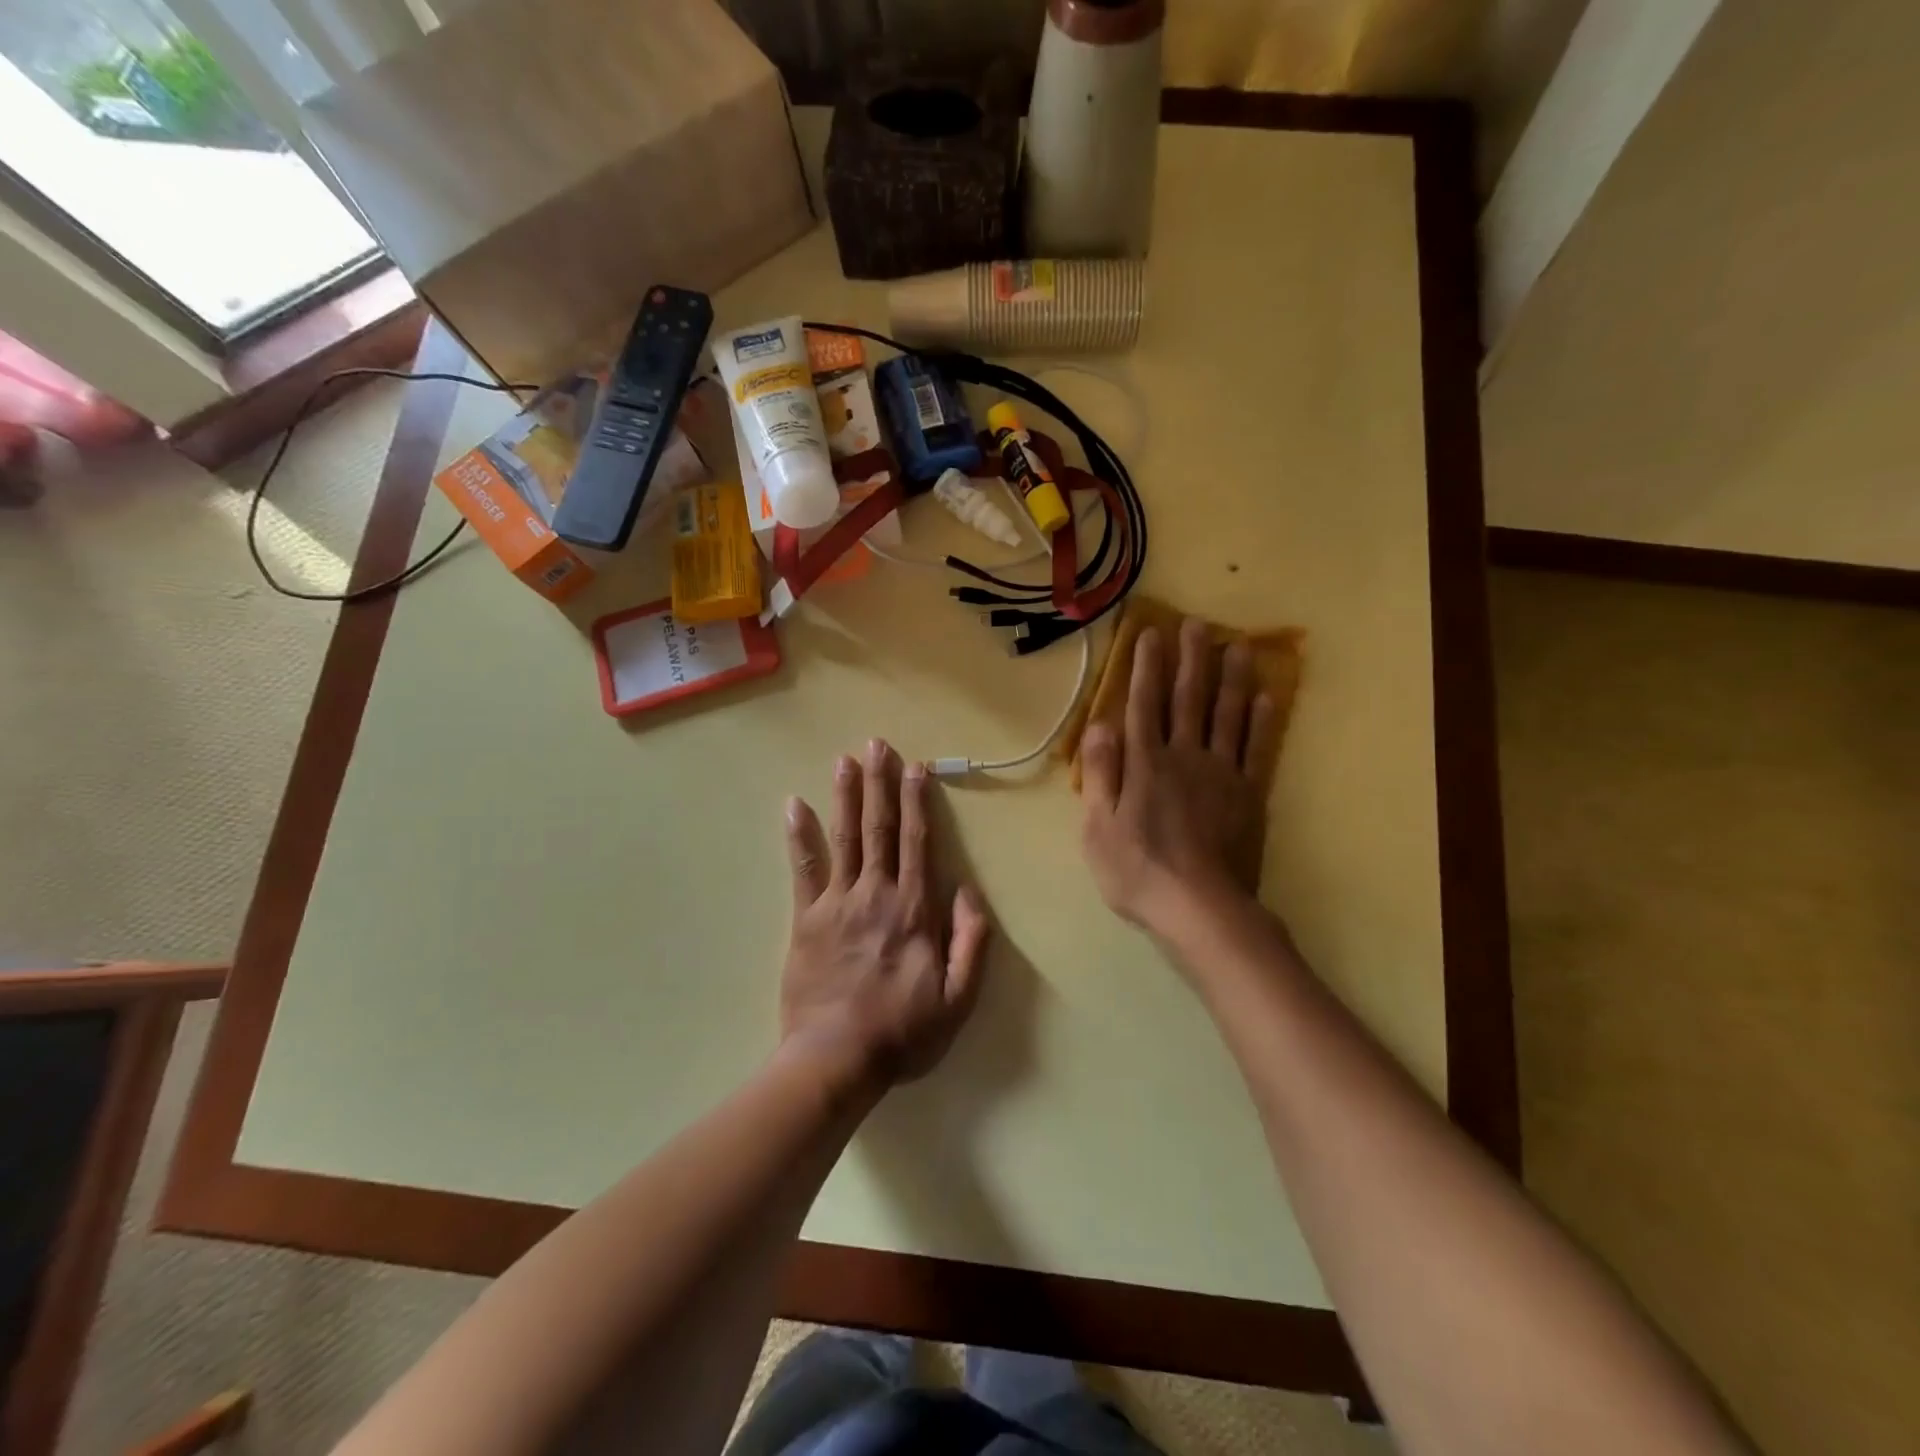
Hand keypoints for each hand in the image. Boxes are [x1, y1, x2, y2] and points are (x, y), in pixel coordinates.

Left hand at [781, 739, 991, 1088]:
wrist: (837, 1059)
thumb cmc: (903, 1032)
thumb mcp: (959, 998)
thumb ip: (971, 942)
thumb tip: (969, 891)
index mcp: (914, 909)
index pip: (918, 842)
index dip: (918, 802)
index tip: (916, 767)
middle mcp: (877, 893)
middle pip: (880, 828)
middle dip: (880, 783)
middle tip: (878, 744)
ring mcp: (837, 902)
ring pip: (844, 837)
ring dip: (846, 795)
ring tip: (845, 759)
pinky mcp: (805, 918)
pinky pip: (802, 868)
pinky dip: (799, 835)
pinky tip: (793, 804)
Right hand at [1080, 619, 1279, 934]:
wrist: (1200, 908)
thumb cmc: (1137, 871)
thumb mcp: (1097, 827)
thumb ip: (1100, 773)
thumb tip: (1099, 724)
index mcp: (1144, 764)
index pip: (1143, 705)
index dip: (1145, 668)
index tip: (1151, 633)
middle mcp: (1183, 757)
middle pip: (1188, 700)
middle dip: (1190, 660)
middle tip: (1197, 624)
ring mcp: (1221, 774)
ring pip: (1226, 716)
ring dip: (1231, 678)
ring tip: (1237, 645)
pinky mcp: (1248, 794)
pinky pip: (1256, 749)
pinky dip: (1261, 721)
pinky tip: (1266, 696)